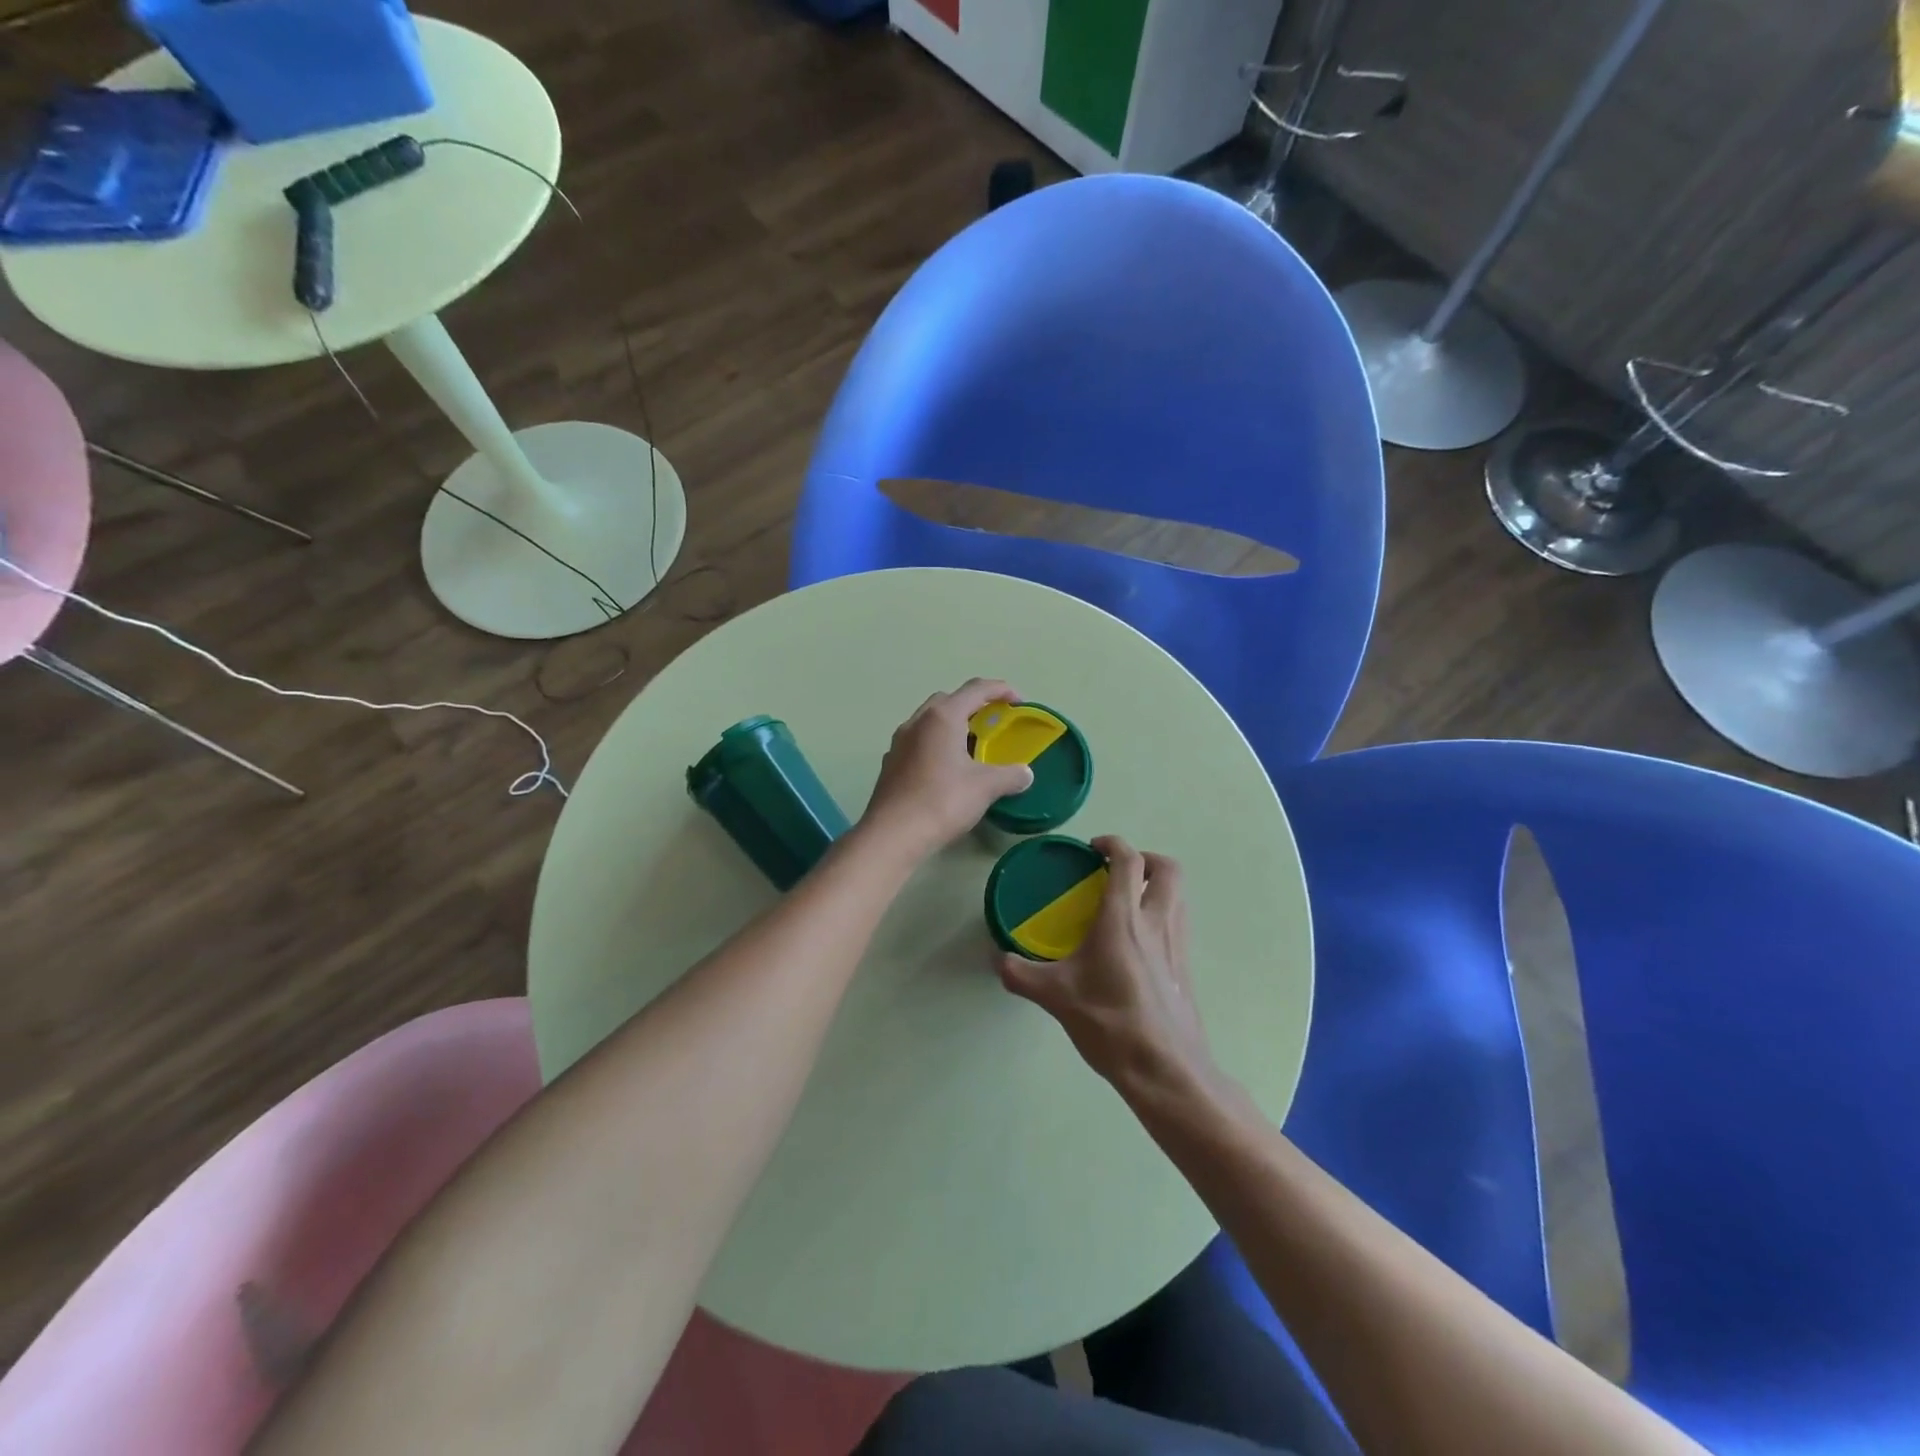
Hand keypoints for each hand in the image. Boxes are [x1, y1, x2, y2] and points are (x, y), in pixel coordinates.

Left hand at [861, 679, 1034, 861]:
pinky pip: (917, 742)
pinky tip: (945, 769)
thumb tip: (1026, 773)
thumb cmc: (942, 801)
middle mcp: (917, 722)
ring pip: (929, 721)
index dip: (1000, 689)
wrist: (892, 834)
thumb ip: (1010, 775)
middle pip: (948, 700)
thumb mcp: (985, 787)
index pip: (975, 689)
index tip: (1018, 701)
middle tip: (992, 723)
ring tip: (970, 747)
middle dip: (972, 705)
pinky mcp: (890, 763)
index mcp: (942, 718)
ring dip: (951, 725)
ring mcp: (899, 742)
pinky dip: (935, 744)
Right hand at [998, 837, 1215, 1098]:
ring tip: (1129, 900)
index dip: (1112, 844)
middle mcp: (1157, 922)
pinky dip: (1162, 914)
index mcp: (1124, 918)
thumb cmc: (1109, 1022)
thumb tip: (998, 960)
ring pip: (1179, 895)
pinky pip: (1179, 923)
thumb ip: (1021, 974)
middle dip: (1145, 859)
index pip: (1128, 860)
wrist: (1164, 1069)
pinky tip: (1138, 942)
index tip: (1093, 848)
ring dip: (1157, 885)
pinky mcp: (1186, 968)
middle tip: (1118, 871)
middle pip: (1168, 869)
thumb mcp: (1055, 996)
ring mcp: (1177, 945)